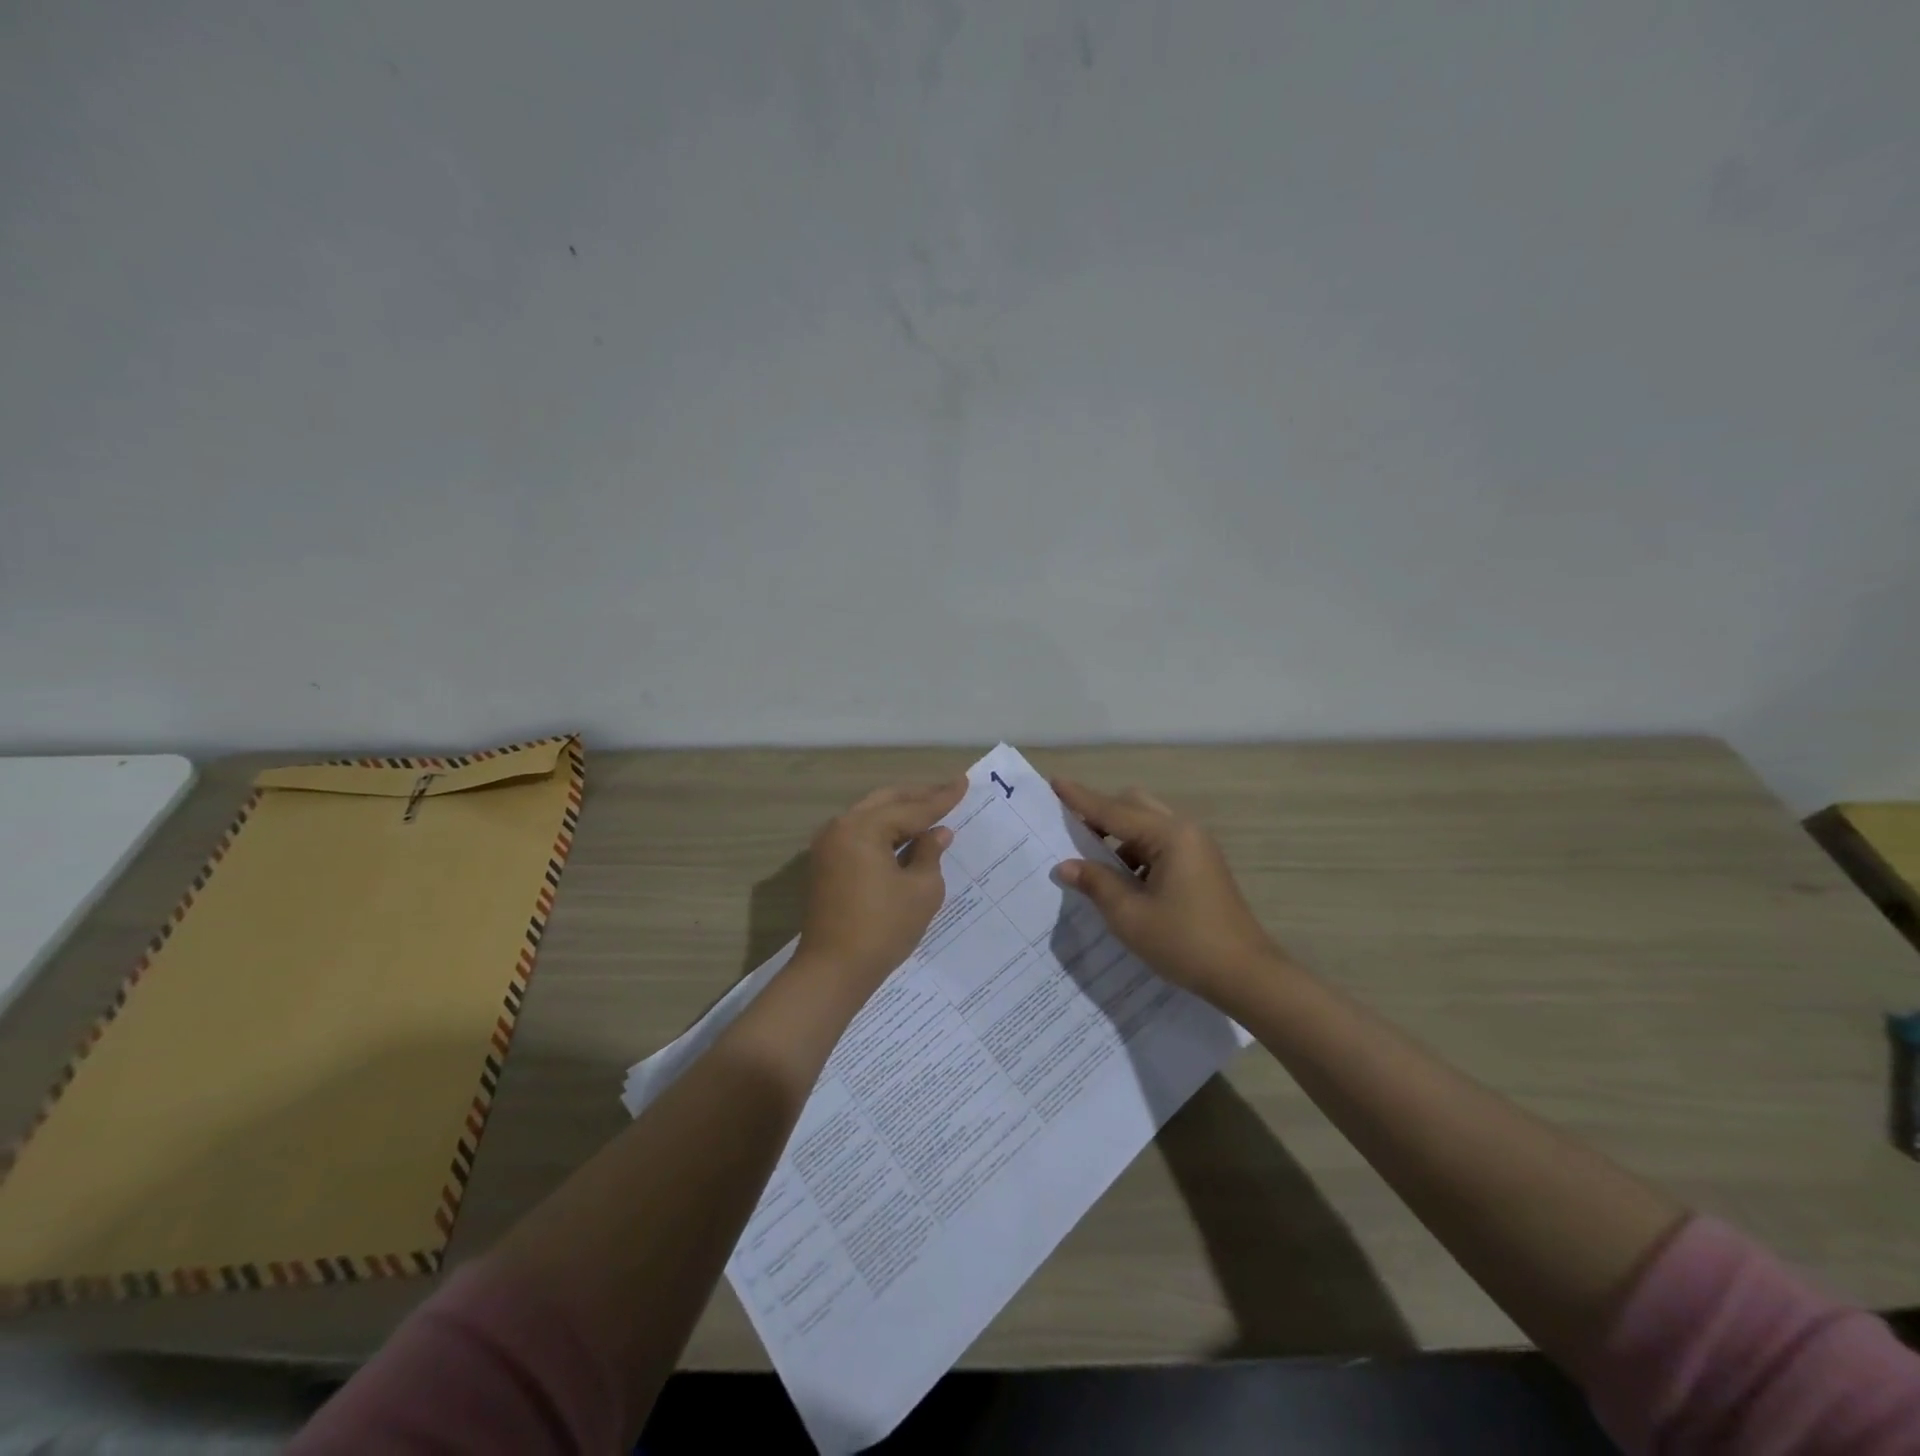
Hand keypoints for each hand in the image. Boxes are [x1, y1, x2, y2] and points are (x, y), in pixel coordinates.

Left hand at [795, 778, 965, 990]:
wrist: (832, 970)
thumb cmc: (882, 929)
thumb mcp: (921, 890)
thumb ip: (930, 854)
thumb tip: (937, 833)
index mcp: (863, 828)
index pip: (911, 809)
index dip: (941, 798)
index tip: (964, 782)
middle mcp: (840, 828)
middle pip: (886, 802)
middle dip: (918, 797)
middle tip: (948, 792)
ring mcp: (828, 846)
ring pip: (870, 816)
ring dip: (900, 814)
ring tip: (931, 811)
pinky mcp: (826, 864)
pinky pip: (860, 835)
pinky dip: (884, 832)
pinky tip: (906, 837)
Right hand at [1053, 779, 1286, 1007]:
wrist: (1245, 975)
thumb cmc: (1184, 942)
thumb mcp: (1129, 916)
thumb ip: (1095, 883)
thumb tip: (1066, 866)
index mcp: (1169, 836)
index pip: (1113, 810)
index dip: (1080, 799)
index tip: (1055, 782)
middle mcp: (1185, 831)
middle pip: (1134, 806)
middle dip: (1101, 813)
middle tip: (1070, 829)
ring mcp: (1197, 848)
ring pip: (1147, 825)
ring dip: (1118, 836)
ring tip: (1092, 863)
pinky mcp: (1201, 866)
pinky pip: (1160, 844)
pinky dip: (1136, 852)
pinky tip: (1122, 882)